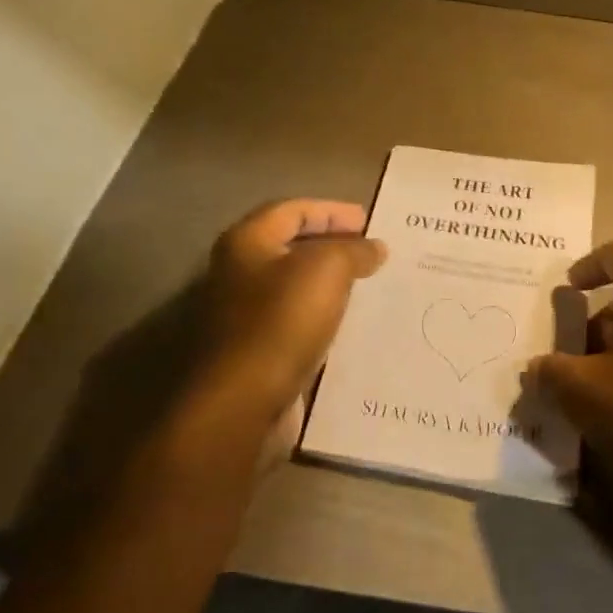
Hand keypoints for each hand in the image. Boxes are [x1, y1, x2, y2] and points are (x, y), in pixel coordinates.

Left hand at [198, 199, 386, 433]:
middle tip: (372, 251)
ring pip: (296, 287)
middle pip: (291, 247)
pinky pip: (297, 322)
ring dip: (331, 283)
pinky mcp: (257, 351)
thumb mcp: (327, 269)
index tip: (369, 221)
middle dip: (334, 245)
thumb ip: (353, 250)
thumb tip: (374, 247)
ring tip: (370, 285)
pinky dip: (325, 317)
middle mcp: (239, 274)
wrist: (244, 403)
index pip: (292, 210)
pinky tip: (353, 324)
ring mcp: (245, 316)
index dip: (332, 211)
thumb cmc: (281, 321)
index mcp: (246, 243)